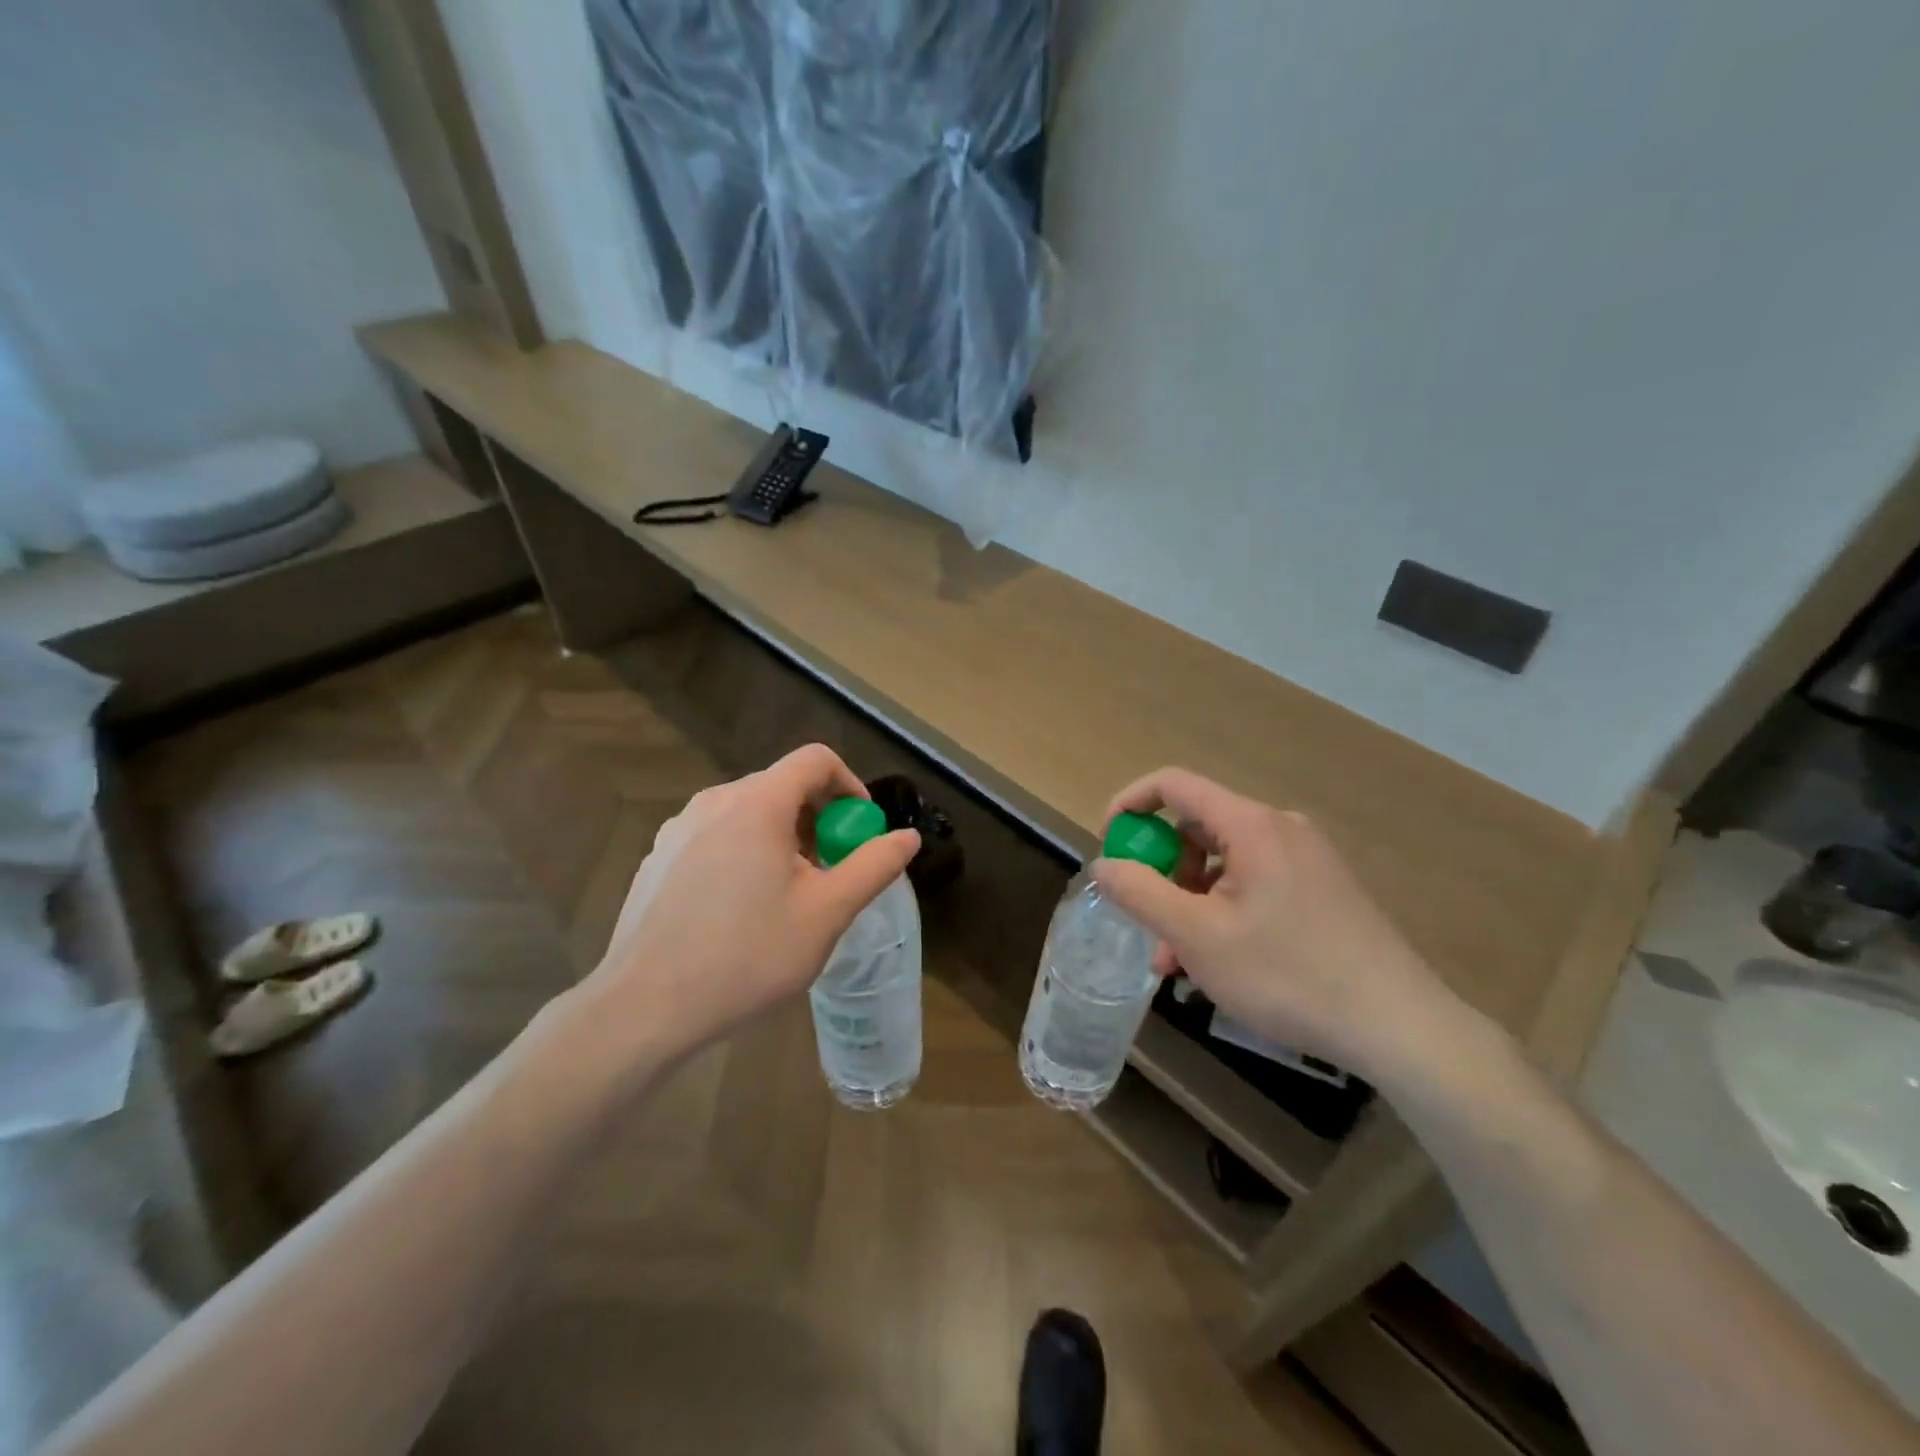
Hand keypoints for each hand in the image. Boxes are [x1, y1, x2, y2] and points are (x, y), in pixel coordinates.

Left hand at [581, 745, 918, 1064]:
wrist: (645, 1008)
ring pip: (748, 812)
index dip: (849, 785)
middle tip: (829, 871)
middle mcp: (714, 801)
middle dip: (818, 819)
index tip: (859, 830)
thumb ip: (874, 867)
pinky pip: (716, 836)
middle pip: (781, 786)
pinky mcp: (657, 858)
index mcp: (757, 803)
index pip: (815, 760)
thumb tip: (908, 838)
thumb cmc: (747, 955)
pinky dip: (744, 852)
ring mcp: (678, 829)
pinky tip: (740, 910)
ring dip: (782, 838)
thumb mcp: (827, 913)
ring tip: (788, 895)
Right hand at [1092, 767, 1466, 1080]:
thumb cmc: (1287, 974)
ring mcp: (1307, 858)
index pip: (1175, 784)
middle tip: (1147, 924)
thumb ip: (1141, 893)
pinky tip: (1220, 963)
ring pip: (1225, 863)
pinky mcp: (1322, 889)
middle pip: (1198, 827)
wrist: (1398, 1026)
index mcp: (1252, 825)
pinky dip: (1223, 910)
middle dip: (1162, 872)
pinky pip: (1254, 882)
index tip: (1108, 842)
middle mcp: (1281, 828)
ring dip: (1190, 901)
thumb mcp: (1197, 936)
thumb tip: (1104, 863)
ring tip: (1179, 963)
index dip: (1131, 803)